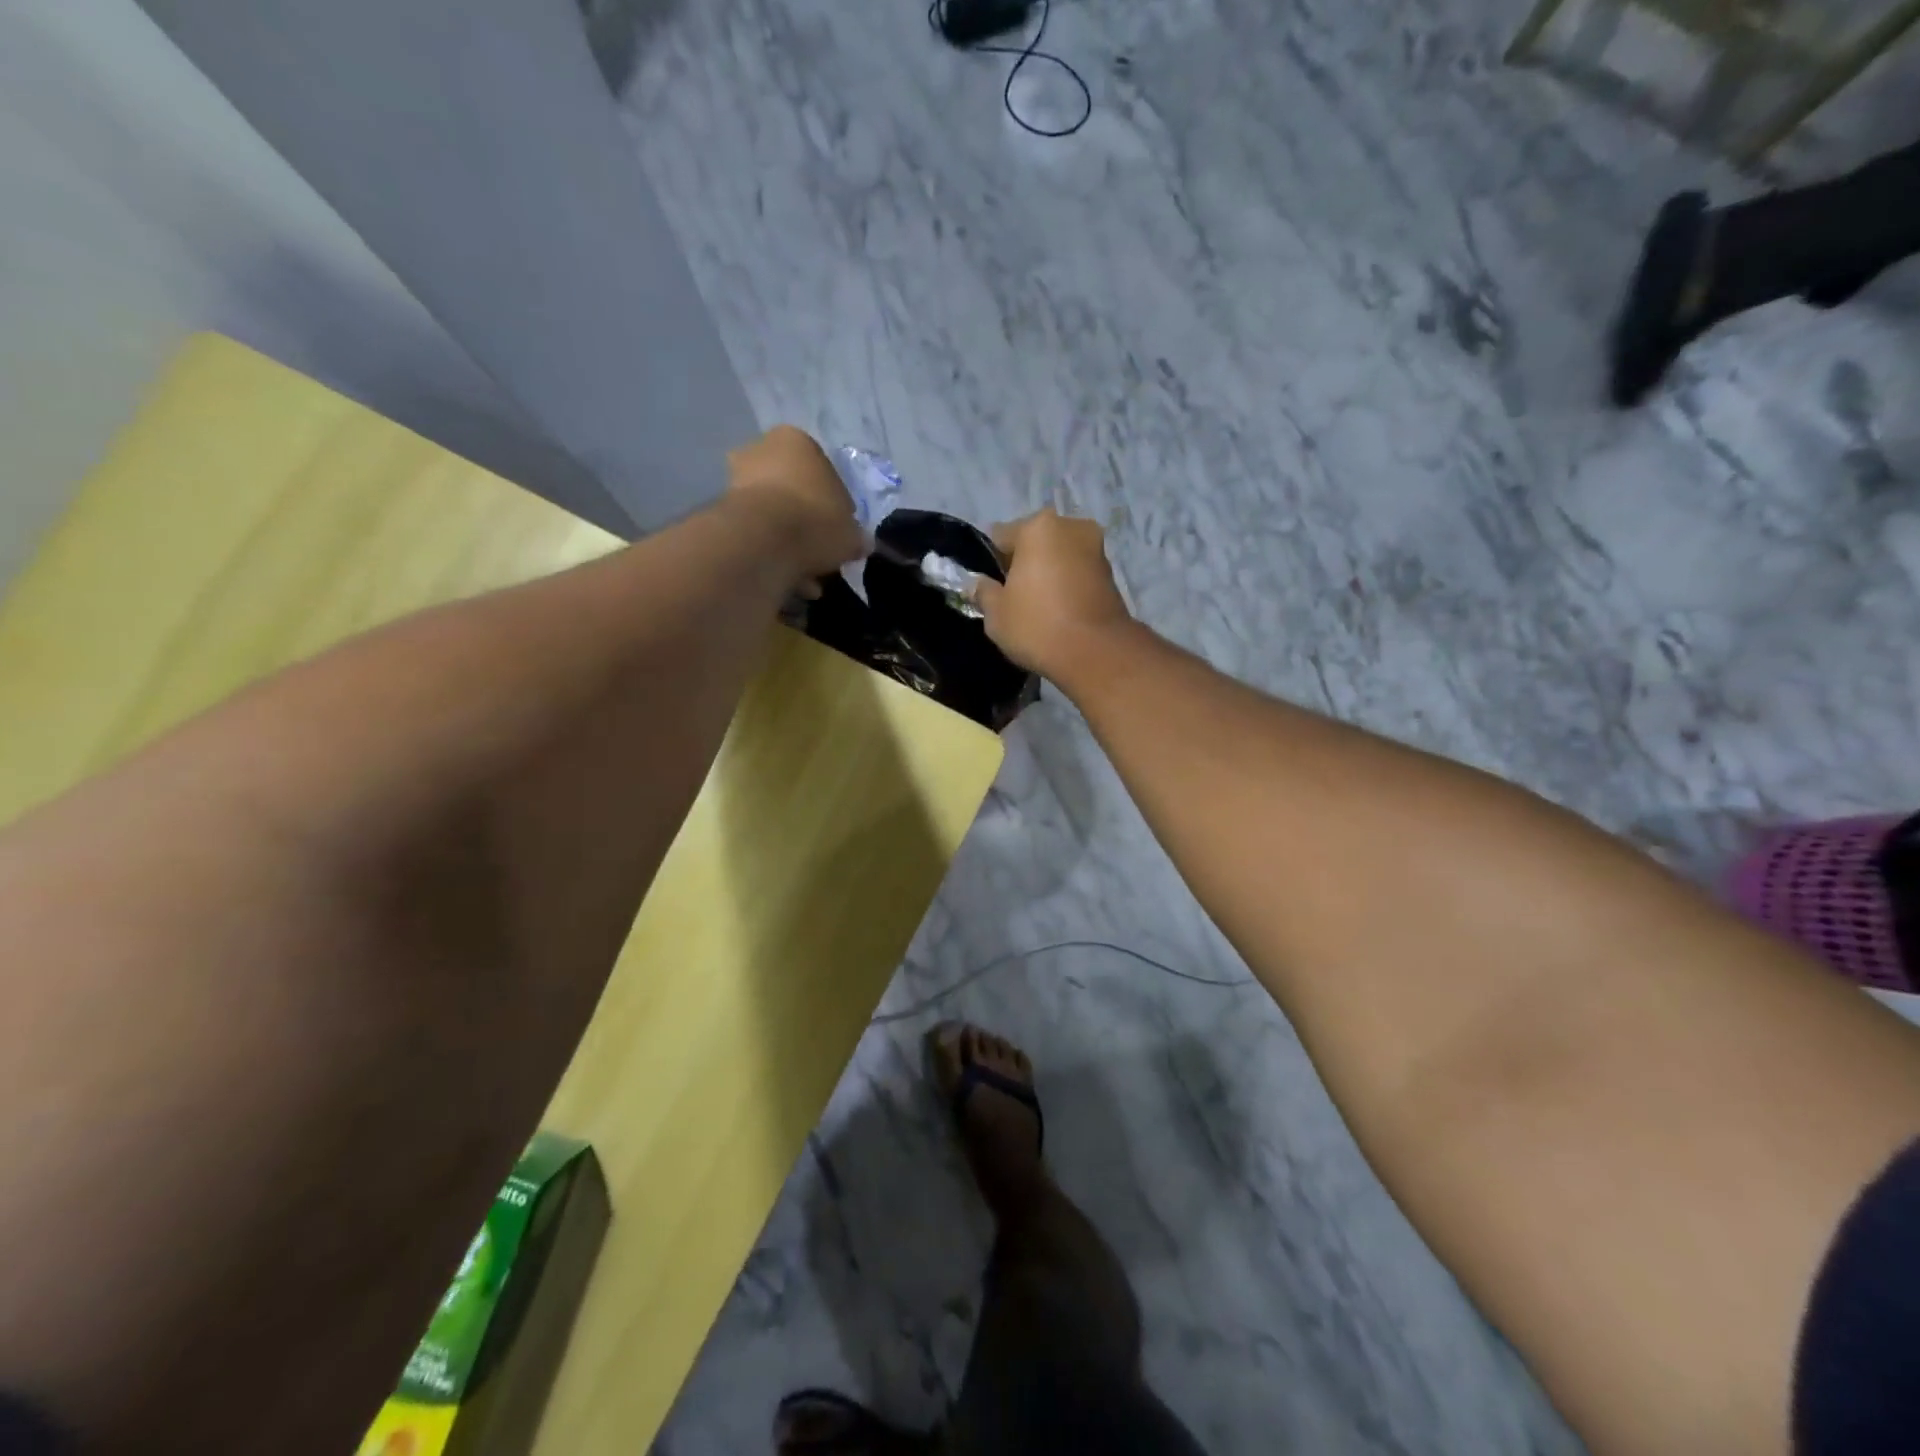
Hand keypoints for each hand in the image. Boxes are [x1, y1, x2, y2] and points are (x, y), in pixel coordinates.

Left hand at [724, 426, 864, 593]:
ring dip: (789, 547)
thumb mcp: (851, 532)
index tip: (839, 533)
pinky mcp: (722, 510)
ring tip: (806, 580)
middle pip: (793, 493)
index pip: (823, 474)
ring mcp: (736, 479)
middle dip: (807, 527)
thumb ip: (855, 536)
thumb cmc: (817, 521)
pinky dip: (771, 557)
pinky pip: (756, 535)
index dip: (835, 508)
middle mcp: (761, 450)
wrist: (765, 541)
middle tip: (821, 555)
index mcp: (796, 441)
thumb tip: (861, 544)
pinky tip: (787, 582)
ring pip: (773, 518)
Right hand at [972, 509, 1134, 678]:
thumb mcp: (996, 614)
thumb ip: (983, 591)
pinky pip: (1077, 572)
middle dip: (1023, 563)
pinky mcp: (1111, 573)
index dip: (990, 562)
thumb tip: (979, 584)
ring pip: (1059, 556)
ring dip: (1048, 573)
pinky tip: (1059, 611)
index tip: (989, 586)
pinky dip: (1067, 584)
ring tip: (1038, 606)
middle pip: (1034, 541)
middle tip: (1014, 597)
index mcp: (1038, 527)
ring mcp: (1096, 548)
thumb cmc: (1038, 626)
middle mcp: (1070, 527)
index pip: (1000, 536)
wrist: (1096, 653)